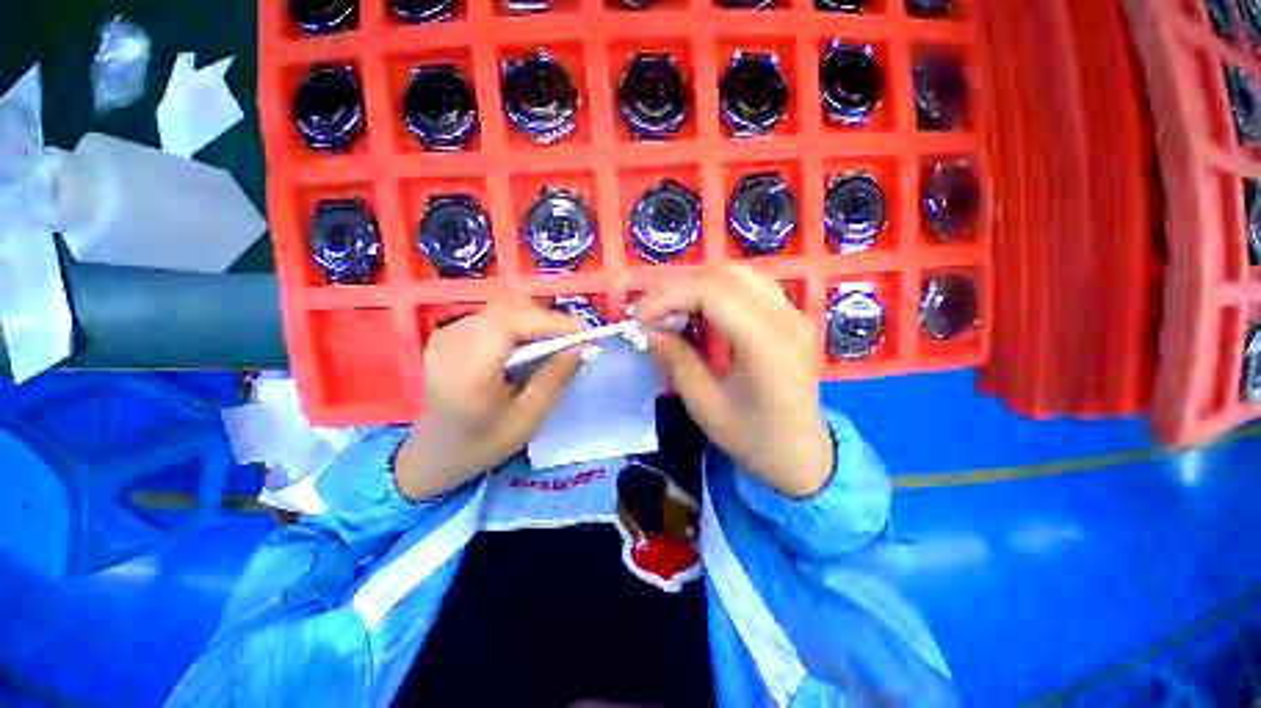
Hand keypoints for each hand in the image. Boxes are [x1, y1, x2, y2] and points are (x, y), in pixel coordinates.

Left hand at [394, 295, 586, 500]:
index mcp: (467, 369)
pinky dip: (520, 321)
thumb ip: (554, 379)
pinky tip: (531, 341)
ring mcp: (446, 333)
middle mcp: (451, 342)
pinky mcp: (450, 332)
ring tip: (557, 339)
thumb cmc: (483, 442)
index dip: (550, 320)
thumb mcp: (527, 419)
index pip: (510, 322)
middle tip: (574, 337)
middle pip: (507, 308)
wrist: (435, 450)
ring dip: (535, 318)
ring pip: (502, 307)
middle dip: (546, 318)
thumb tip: (583, 347)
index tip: (584, 331)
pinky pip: (493, 315)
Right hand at [635, 265, 833, 497]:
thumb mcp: (705, 406)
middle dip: (676, 286)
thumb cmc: (753, 439)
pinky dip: (715, 287)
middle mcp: (786, 316)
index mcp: (767, 343)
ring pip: (736, 271)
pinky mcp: (789, 314)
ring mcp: (792, 311)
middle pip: (723, 274)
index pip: (712, 291)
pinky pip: (748, 283)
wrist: (802, 455)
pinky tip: (697, 307)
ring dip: (695, 282)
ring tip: (668, 307)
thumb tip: (647, 330)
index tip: (640, 319)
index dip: (668, 297)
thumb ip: (676, 361)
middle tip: (648, 312)